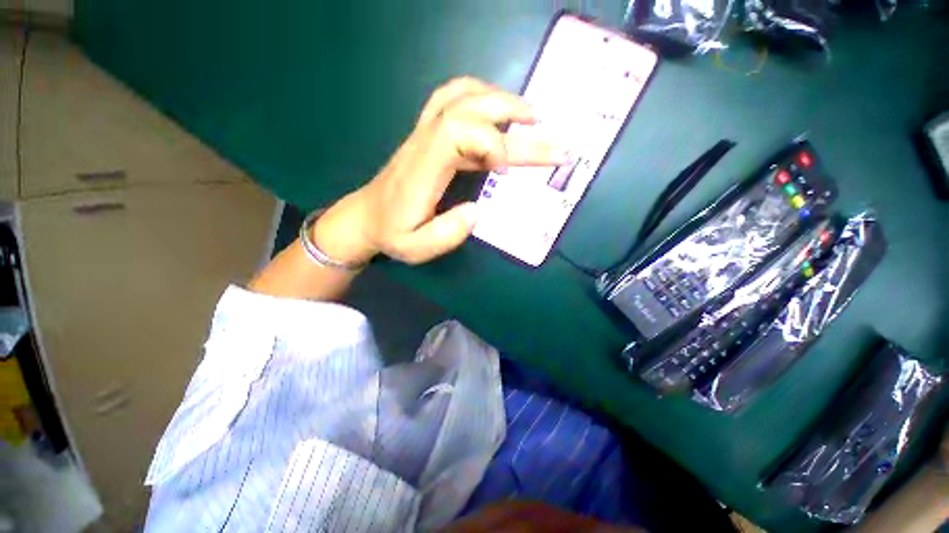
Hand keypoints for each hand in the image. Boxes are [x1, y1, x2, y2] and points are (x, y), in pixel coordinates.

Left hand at [315, 77, 566, 264]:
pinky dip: (479, 98)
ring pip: (459, 96)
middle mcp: (423, 143)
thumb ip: (448, 233)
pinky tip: (496, 110)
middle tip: (542, 126)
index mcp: (422, 169)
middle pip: (467, 107)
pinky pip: (452, 101)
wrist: (365, 217)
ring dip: (497, 98)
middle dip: (509, 112)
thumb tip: (479, 210)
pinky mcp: (426, 136)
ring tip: (528, 113)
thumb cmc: (392, 234)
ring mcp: (423, 134)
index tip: (505, 168)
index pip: (457, 132)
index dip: (489, 142)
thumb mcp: (416, 248)